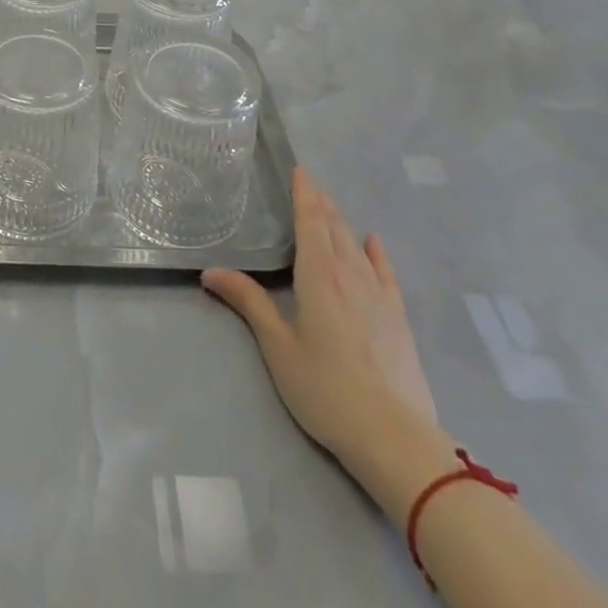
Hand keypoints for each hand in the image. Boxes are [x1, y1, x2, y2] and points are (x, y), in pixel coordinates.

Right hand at [202, 167, 435, 456]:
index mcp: (318, 275)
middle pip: (334, 226)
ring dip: (341, 221)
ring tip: (329, 206)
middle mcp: (350, 274)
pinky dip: (375, 251)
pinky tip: (372, 241)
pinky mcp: (397, 317)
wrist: (394, 437)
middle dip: (321, 202)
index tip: (299, 169)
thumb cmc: (326, 389)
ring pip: (357, 244)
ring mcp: (378, 295)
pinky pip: (385, 271)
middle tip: (308, 183)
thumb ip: (248, 302)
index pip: (310, 221)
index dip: (304, 193)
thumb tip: (210, 271)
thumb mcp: (278, 346)